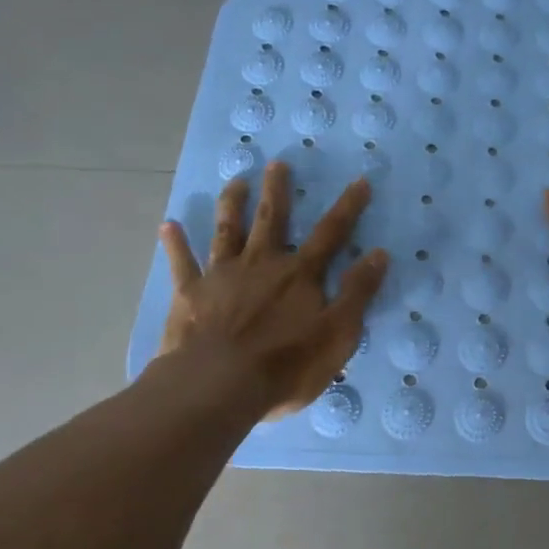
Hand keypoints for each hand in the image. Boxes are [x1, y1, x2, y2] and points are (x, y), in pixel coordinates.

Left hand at [152, 163, 387, 419]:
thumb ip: (357, 292)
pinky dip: (176, 244)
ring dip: (232, 205)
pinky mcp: (190, 294)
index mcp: (300, 275)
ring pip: (228, 231)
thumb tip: (379, 254)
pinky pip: (182, 263)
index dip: (348, 207)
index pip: (332, 234)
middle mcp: (262, 264)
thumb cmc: (287, 365)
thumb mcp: (338, 334)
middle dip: (278, 191)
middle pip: (273, 220)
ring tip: (235, 181)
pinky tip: (168, 225)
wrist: (219, 385)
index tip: (360, 180)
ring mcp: (223, 276)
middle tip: (277, 163)